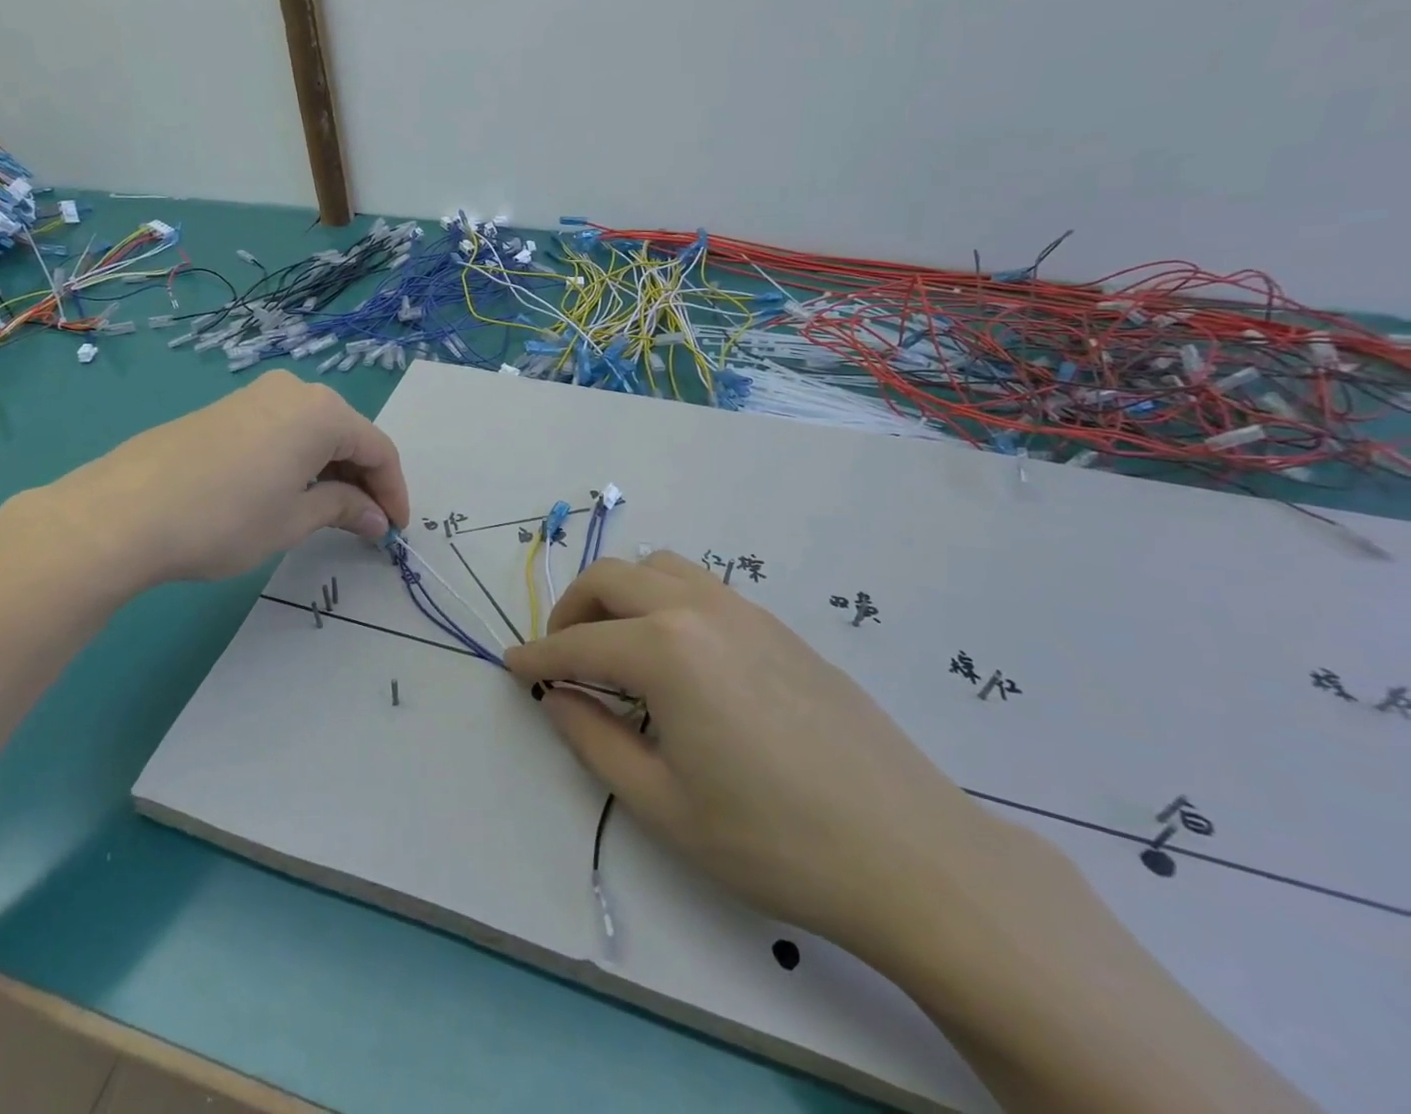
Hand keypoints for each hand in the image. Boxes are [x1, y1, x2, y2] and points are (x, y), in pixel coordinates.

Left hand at [11, 371, 408, 604]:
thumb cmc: (225, 518)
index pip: (379, 449)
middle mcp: (294, 390)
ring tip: (330, 512)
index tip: (396, 530)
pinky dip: (299, 460)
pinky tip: (288, 491)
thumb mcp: (294, 519)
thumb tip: (376, 518)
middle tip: (367, 524)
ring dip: (331, 470)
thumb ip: (343, 509)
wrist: (123, 512)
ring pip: (313, 431)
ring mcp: (256, 395)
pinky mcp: (226, 408)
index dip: (394, 492)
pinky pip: (282, 430)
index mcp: (322, 412)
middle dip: (364, 480)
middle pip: (348, 435)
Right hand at [504, 551, 997, 958]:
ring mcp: (745, 611)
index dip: (538, 655)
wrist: (909, 853)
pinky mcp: (778, 626)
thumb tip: (558, 697)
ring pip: (661, 568)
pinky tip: (678, 658)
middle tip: (561, 654)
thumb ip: (593, 739)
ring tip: (617, 646)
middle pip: (613, 577)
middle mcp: (699, 610)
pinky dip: (665, 601)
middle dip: (572, 609)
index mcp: (665, 650)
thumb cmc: (772, 840)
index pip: (578, 644)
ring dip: (622, 594)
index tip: (511, 665)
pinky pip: (703, 588)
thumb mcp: (662, 804)